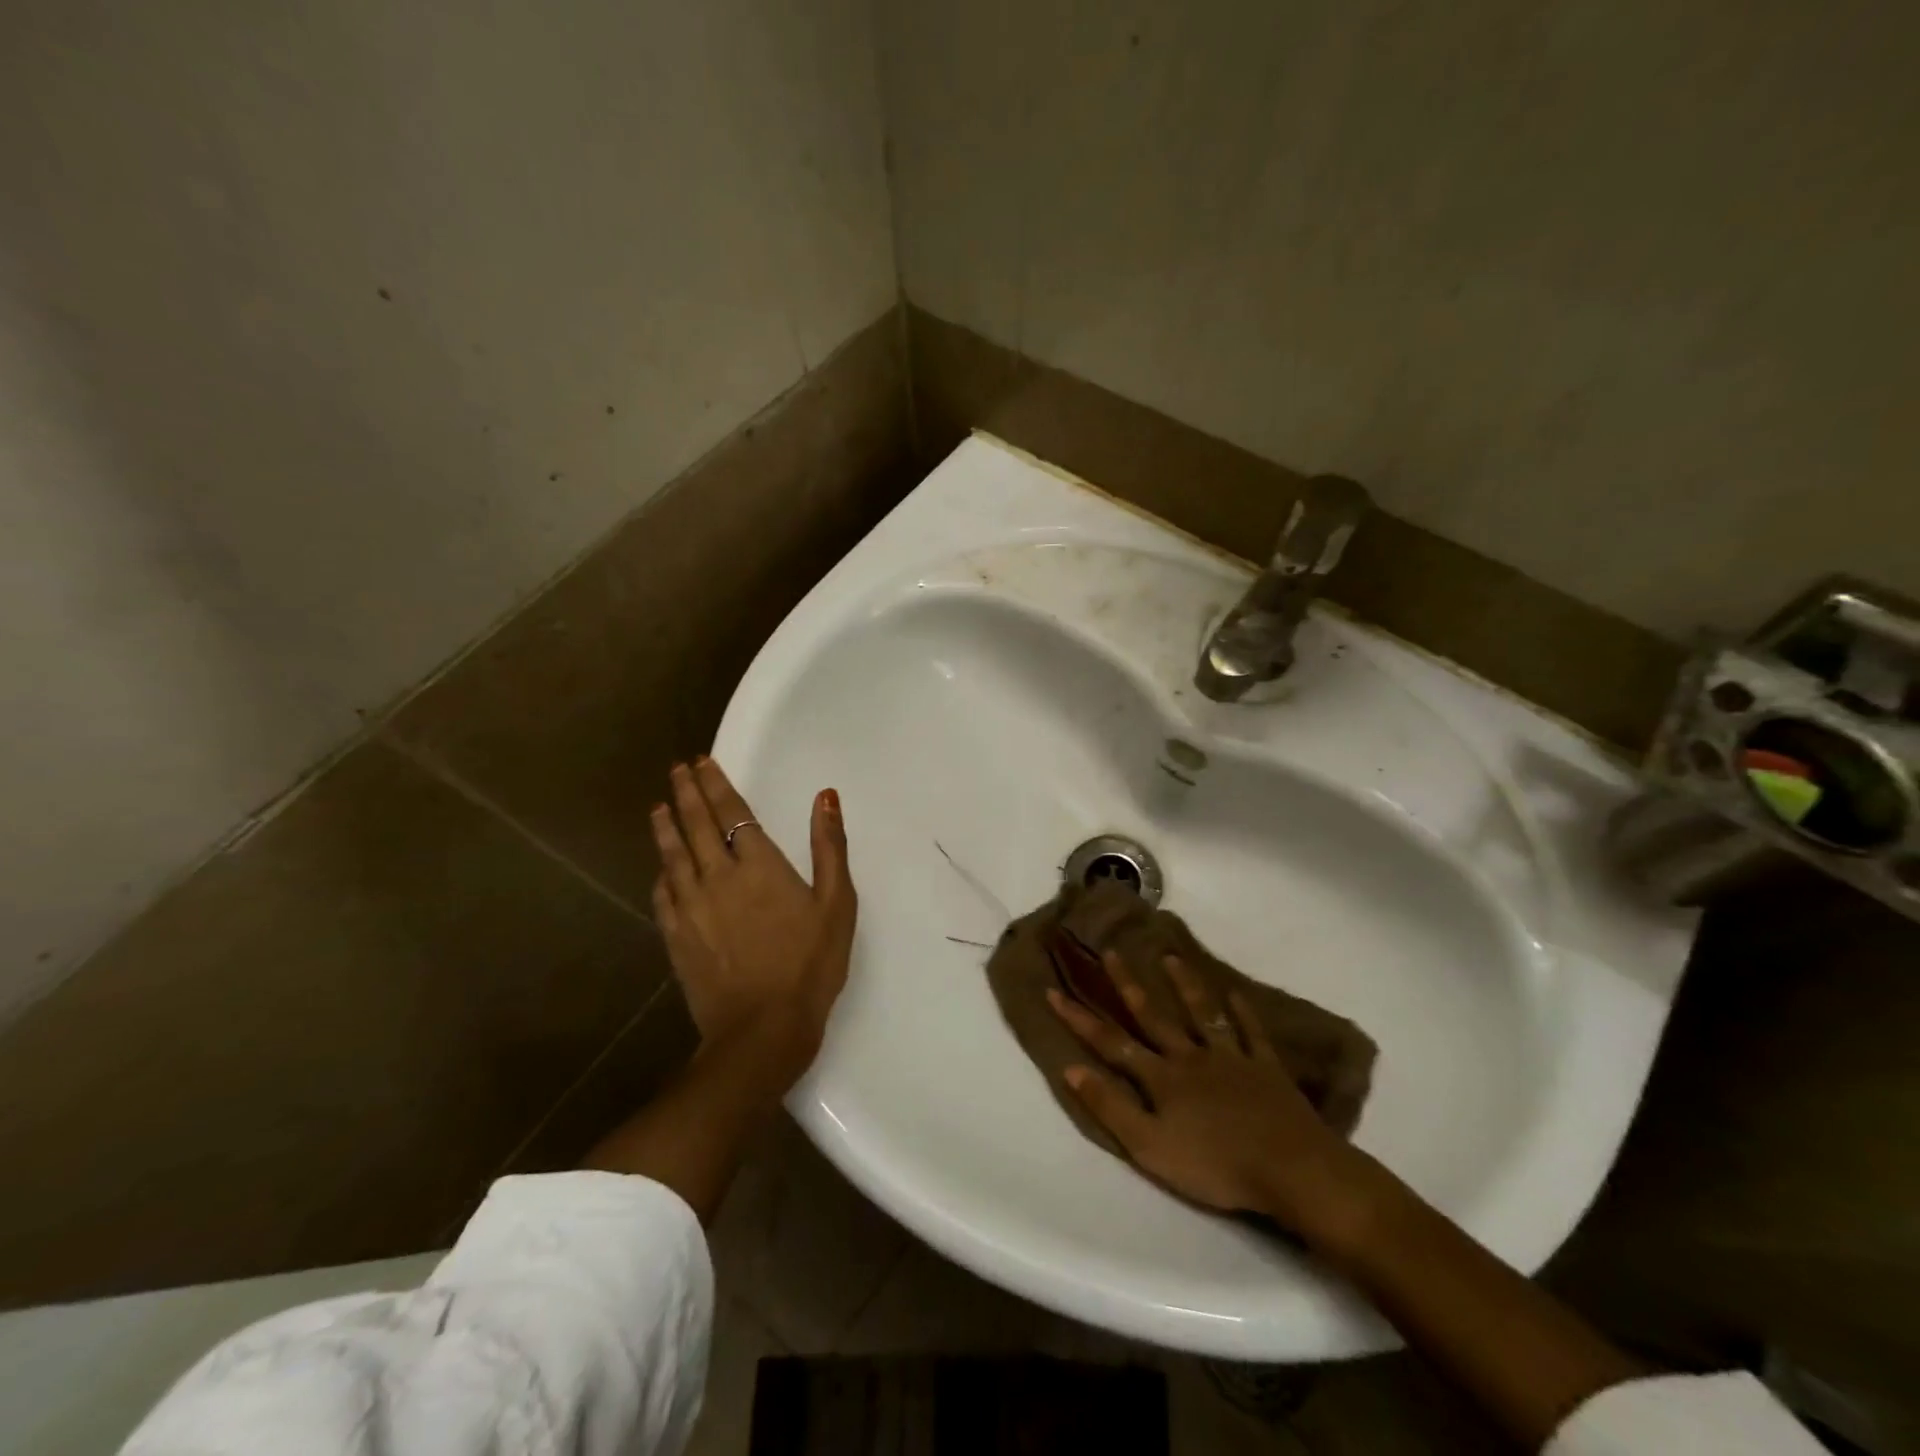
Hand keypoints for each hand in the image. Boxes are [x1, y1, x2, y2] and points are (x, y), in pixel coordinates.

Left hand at [651, 758, 855, 1075]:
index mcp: (759, 865)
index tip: (701, 762)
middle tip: (677, 770)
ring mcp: (692, 907)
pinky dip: (661, 874)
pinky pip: (664, 895)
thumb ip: (830, 846)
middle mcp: (719, 877)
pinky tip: (660, 868)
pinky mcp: (678, 937)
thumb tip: (825, 796)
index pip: (733, 813)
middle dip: (687, 794)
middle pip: (697, 826)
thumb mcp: (837, 903)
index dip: (716, 784)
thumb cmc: (810, 964)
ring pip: (673, 856)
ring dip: (666, 827)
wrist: (762, 1029)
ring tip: (658, 806)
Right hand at [1049, 952, 1385, 1253]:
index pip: (1111, 1043)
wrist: (1291, 1170)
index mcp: (1162, 1078)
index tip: (1054, 990)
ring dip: (1184, 985)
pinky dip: (1243, 1013)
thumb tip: (1070, 1068)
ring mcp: (1231, 1058)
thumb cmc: (1216, 1165)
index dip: (1080, 1019)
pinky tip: (1236, 994)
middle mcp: (1191, 1057)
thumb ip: (1110, 1107)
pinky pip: (1252, 1034)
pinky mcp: (1266, 1068)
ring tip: (1170, 956)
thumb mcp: (1150, 1147)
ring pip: (1202, 1013)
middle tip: (1112, 952)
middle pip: (1153, 1016)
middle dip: (1128, 985)